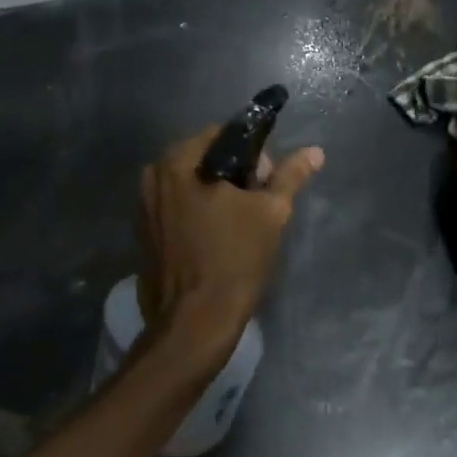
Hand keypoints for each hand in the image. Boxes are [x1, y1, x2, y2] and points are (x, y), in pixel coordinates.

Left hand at [137, 128, 323, 368]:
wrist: (194, 321)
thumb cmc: (234, 260)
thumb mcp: (270, 213)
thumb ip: (289, 176)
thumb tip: (314, 152)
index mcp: (179, 161)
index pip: (221, 135)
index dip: (251, 153)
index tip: (266, 183)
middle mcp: (153, 174)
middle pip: (203, 157)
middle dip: (232, 173)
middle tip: (255, 204)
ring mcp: (143, 204)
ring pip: (188, 182)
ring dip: (213, 192)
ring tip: (237, 223)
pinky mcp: (142, 231)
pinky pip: (174, 205)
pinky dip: (194, 210)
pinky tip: (213, 236)